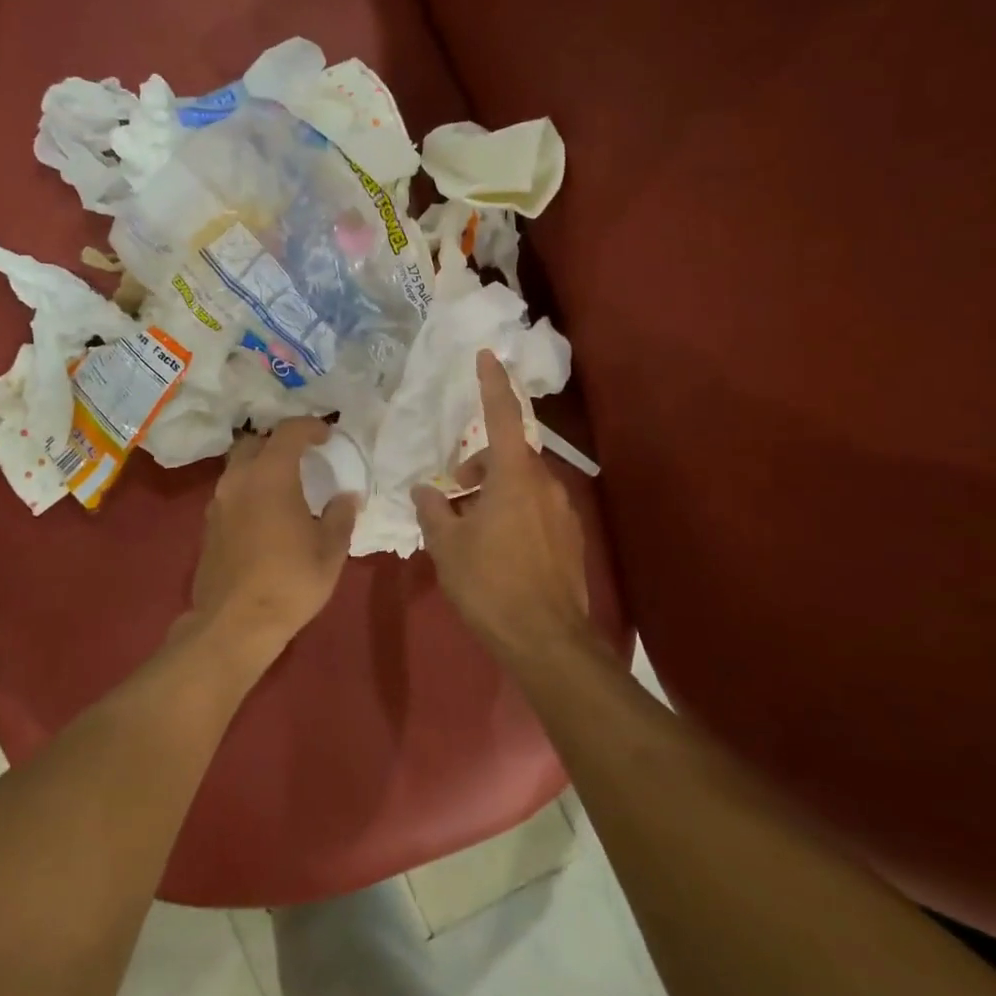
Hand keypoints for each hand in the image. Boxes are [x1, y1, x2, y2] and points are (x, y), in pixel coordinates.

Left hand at [187, 418, 359, 671]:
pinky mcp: (208, 525)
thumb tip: (347, 496)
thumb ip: (340, 516)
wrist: (234, 623)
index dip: (310, 427)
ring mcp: (218, 502)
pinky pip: (231, 493)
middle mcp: (239, 480)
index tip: (327, 435)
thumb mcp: (329, 551)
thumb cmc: (289, 582)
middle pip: (256, 443)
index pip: (288, 432)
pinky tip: (265, 514)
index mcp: (271, 475)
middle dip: (279, 443)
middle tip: (303, 457)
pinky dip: (249, 491)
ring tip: (285, 486)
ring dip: (261, 467)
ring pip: (239, 468)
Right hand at [413, 351, 590, 661]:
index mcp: (514, 476)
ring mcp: (563, 512)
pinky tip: (495, 549)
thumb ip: (433, 510)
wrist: (547, 641)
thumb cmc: (490, 584)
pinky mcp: (570, 537)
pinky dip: (512, 512)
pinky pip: (535, 508)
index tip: (486, 355)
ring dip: (493, 491)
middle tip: (452, 492)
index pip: (503, 415)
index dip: (492, 383)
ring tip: (467, 527)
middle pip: (508, 454)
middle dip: (478, 464)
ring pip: (522, 483)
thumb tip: (426, 491)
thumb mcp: (447, 545)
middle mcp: (545, 484)